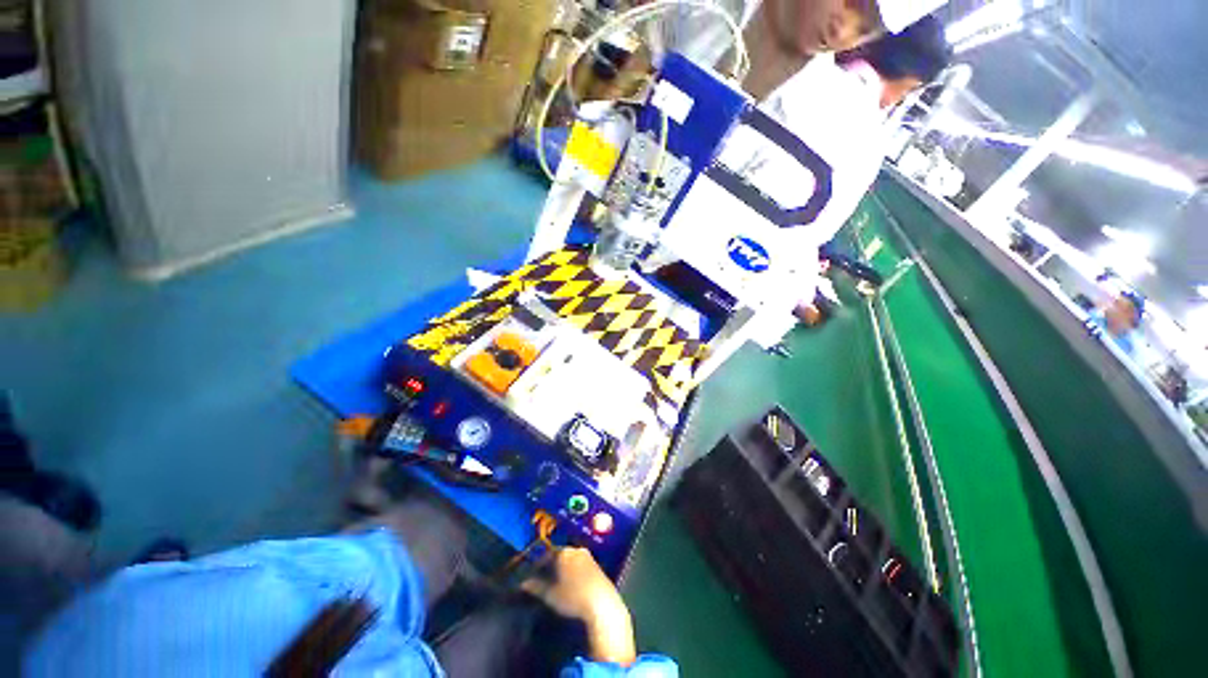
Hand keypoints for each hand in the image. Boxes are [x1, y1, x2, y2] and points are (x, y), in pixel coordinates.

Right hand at [522, 548, 636, 665]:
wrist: (601, 603)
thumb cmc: (573, 597)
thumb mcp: (551, 595)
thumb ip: (536, 587)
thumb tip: (523, 583)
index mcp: (563, 552)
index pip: (547, 554)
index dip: (538, 564)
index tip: (532, 574)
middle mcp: (576, 549)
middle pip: (559, 555)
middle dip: (551, 565)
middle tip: (543, 578)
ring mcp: (588, 556)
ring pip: (570, 560)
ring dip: (563, 568)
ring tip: (556, 582)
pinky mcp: (596, 565)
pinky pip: (580, 564)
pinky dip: (573, 571)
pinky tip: (571, 584)